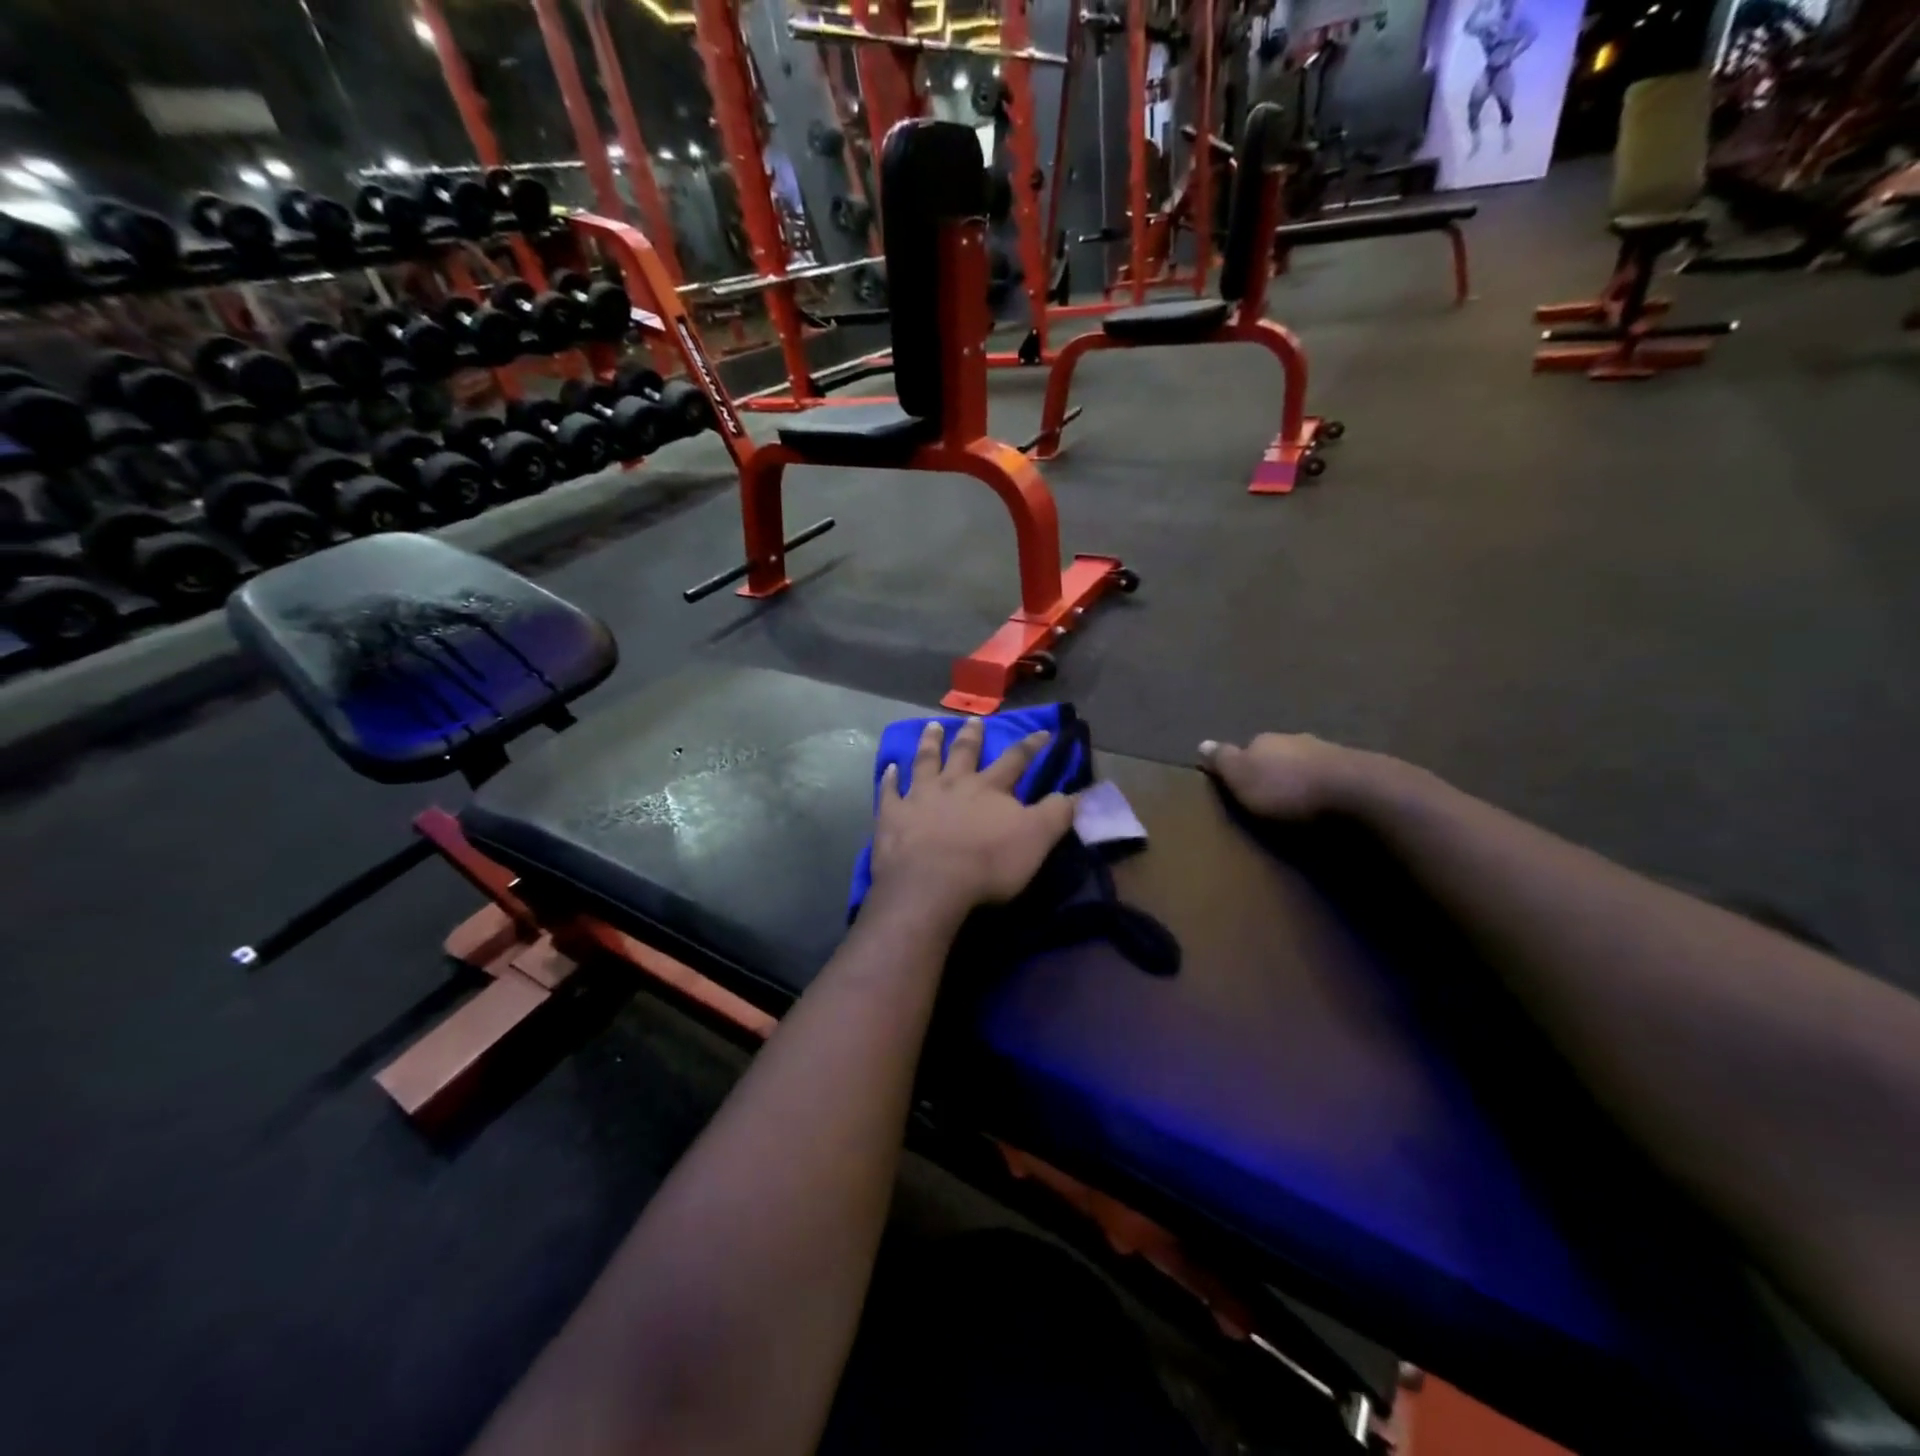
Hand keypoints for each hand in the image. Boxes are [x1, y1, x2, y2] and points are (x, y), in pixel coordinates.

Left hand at [870, 719, 1075, 918]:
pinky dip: (889, 779)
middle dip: (972, 736)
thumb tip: (1076, 792)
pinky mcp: (892, 816)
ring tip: (932, 727)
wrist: (931, 884)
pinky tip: (889, 768)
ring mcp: (919, 797)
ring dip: (930, 744)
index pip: (1016, 759)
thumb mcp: (1037, 839)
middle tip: (974, 719)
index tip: (1042, 731)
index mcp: (990, 788)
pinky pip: (889, 792)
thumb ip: (1057, 813)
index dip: (1031, 745)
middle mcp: (954, 783)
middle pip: (964, 753)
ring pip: (925, 762)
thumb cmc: (988, 863)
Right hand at [1198, 733, 1366, 819]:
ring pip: (1307, 763)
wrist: (1357, 792)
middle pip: (1279, 754)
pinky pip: (1333, 777)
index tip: (1240, 785)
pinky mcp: (1358, 771)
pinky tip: (1328, 802)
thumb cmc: (1287, 788)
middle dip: (1275, 770)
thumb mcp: (1242, 778)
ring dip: (1303, 778)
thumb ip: (1223, 761)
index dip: (1242, 766)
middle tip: (1270, 796)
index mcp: (1264, 741)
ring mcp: (1329, 752)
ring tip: (1301, 802)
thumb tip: (1201, 743)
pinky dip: (1327, 787)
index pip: (1247, 748)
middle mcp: (1296, 740)